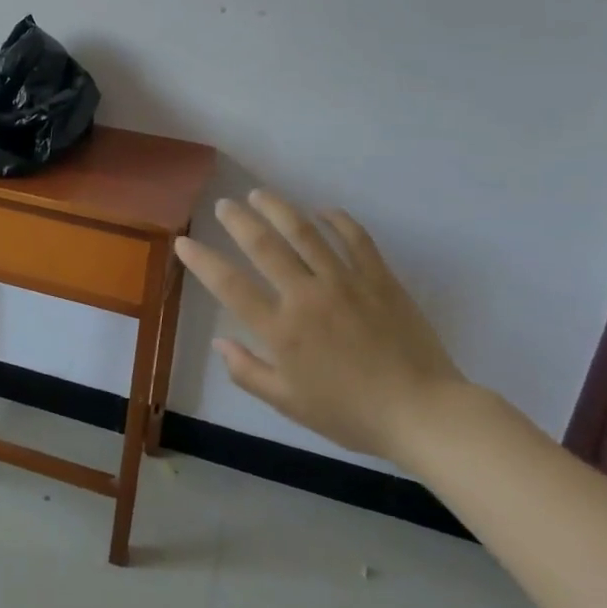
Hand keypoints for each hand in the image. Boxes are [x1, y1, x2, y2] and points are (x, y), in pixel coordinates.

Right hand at [175, 190, 466, 463]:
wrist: (422, 412)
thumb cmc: (350, 413)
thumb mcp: (289, 403)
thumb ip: (248, 372)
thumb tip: (219, 343)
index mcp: (281, 329)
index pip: (229, 285)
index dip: (202, 260)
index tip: (184, 242)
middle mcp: (306, 296)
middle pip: (264, 246)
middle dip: (238, 220)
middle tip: (224, 205)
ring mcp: (344, 282)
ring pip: (304, 232)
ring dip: (278, 208)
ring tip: (260, 194)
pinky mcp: (378, 277)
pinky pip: (354, 238)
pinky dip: (337, 220)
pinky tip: (323, 211)